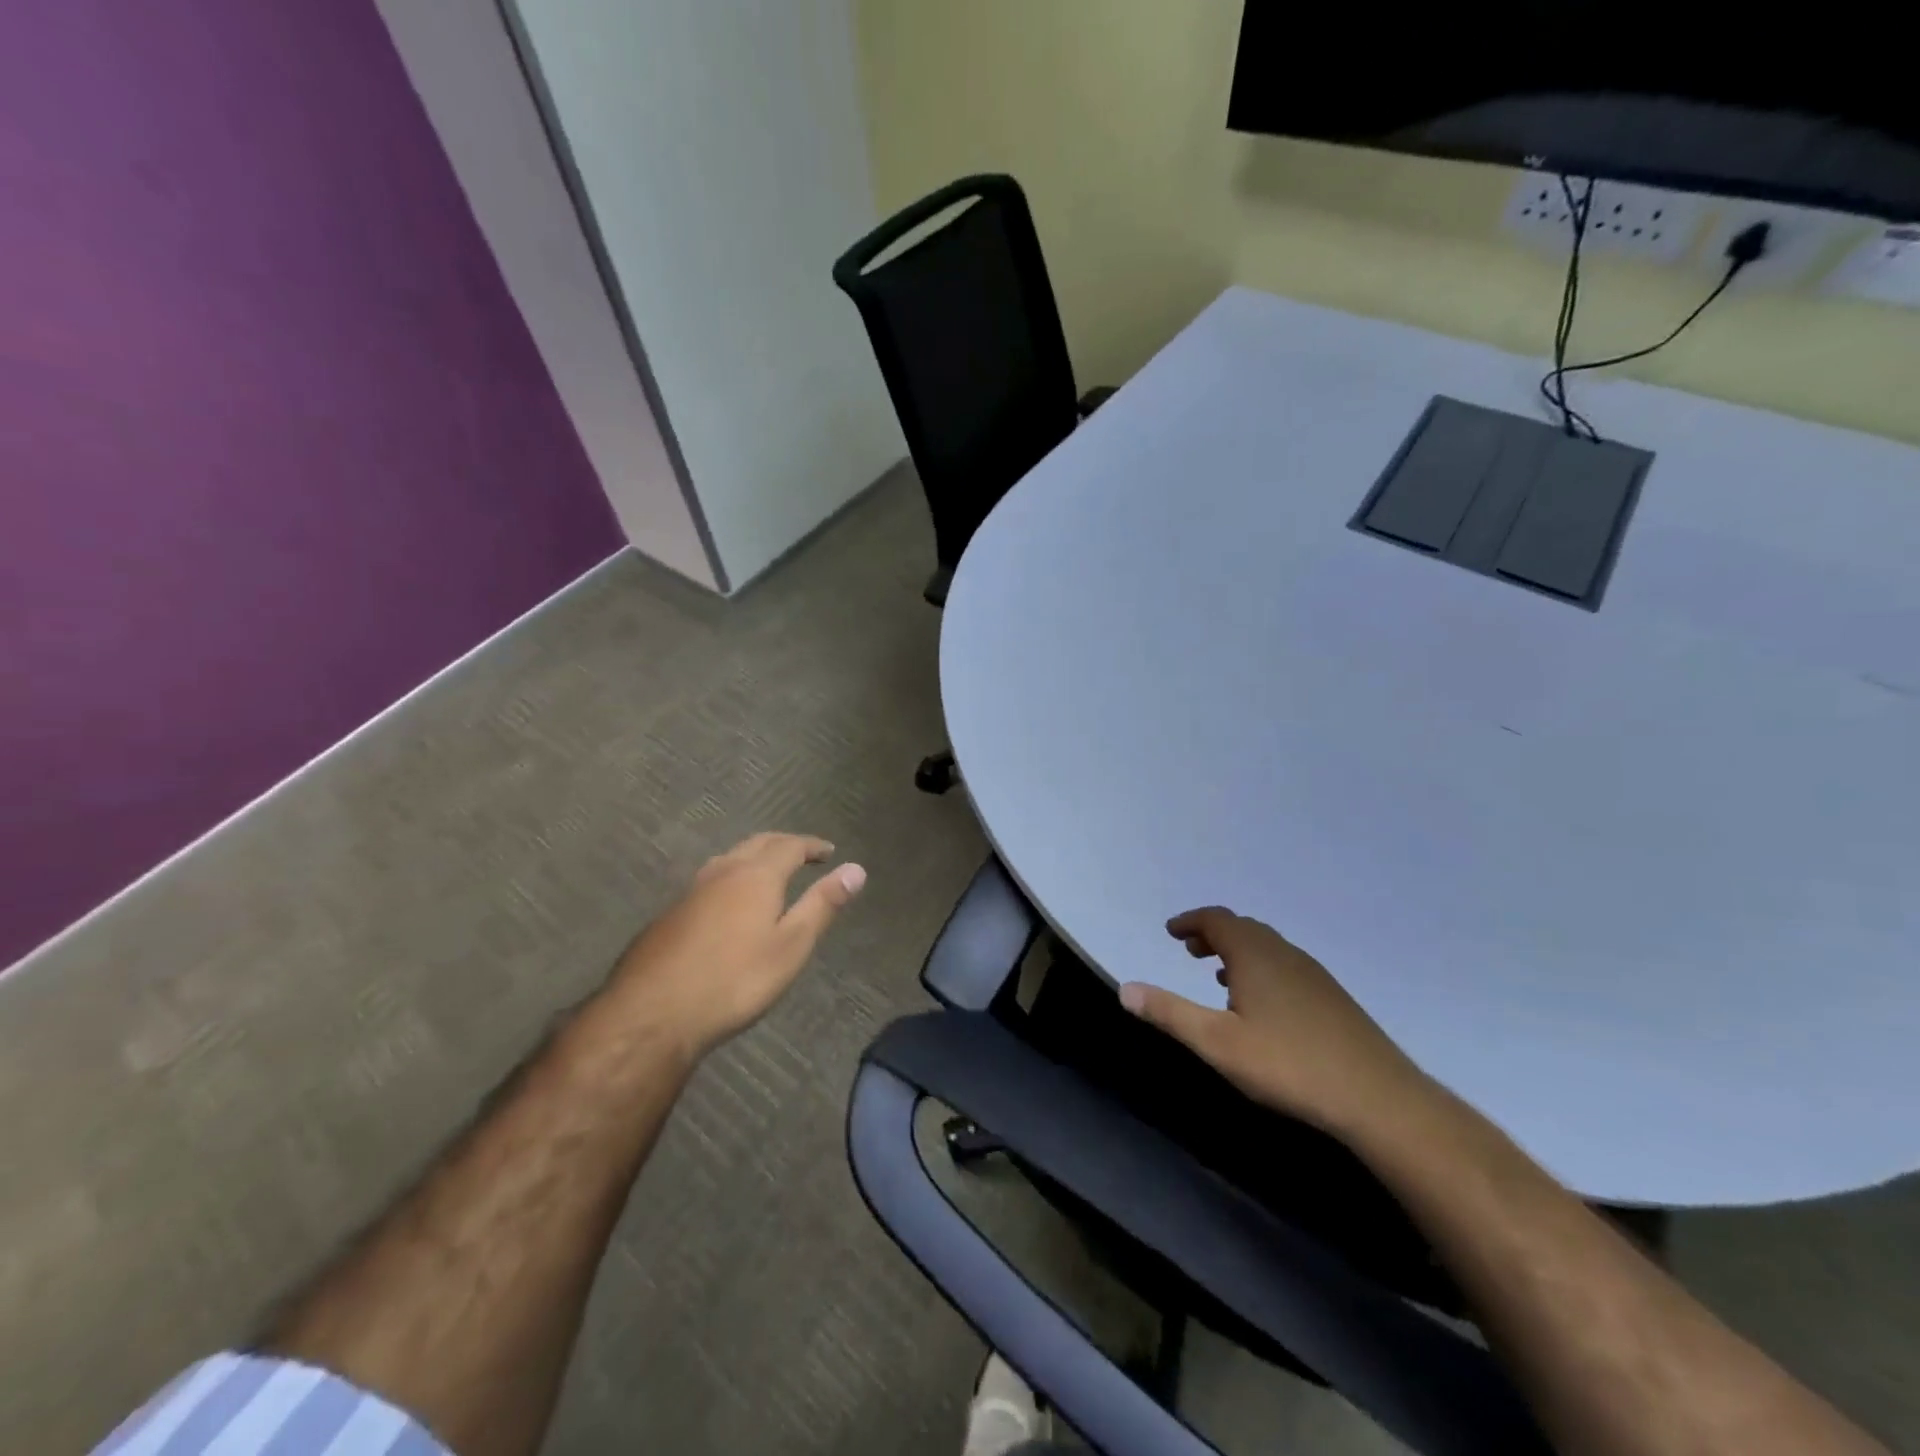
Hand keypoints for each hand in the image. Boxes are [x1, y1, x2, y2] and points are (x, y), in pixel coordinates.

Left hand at [612, 833, 865, 1058]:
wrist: (652, 1013)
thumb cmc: (735, 980)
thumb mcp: (791, 946)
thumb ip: (823, 905)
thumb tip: (857, 869)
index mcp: (757, 875)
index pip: (790, 846)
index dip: (812, 845)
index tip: (829, 851)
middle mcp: (723, 872)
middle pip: (757, 844)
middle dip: (784, 844)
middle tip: (803, 854)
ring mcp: (692, 891)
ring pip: (729, 858)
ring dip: (754, 856)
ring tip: (768, 871)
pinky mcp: (670, 914)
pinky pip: (710, 880)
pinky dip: (731, 877)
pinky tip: (727, 902)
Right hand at [1119, 907, 1427, 1137]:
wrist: (1378, 1098)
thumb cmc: (1288, 1064)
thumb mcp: (1217, 1043)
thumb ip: (1169, 1013)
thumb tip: (1125, 988)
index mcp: (1255, 954)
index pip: (1216, 920)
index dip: (1190, 921)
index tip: (1171, 931)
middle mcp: (1284, 953)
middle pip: (1242, 929)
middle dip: (1212, 935)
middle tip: (1189, 950)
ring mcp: (1313, 974)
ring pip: (1267, 948)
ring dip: (1237, 953)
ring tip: (1218, 977)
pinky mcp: (1332, 998)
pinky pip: (1285, 966)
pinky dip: (1261, 969)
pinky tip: (1260, 1005)